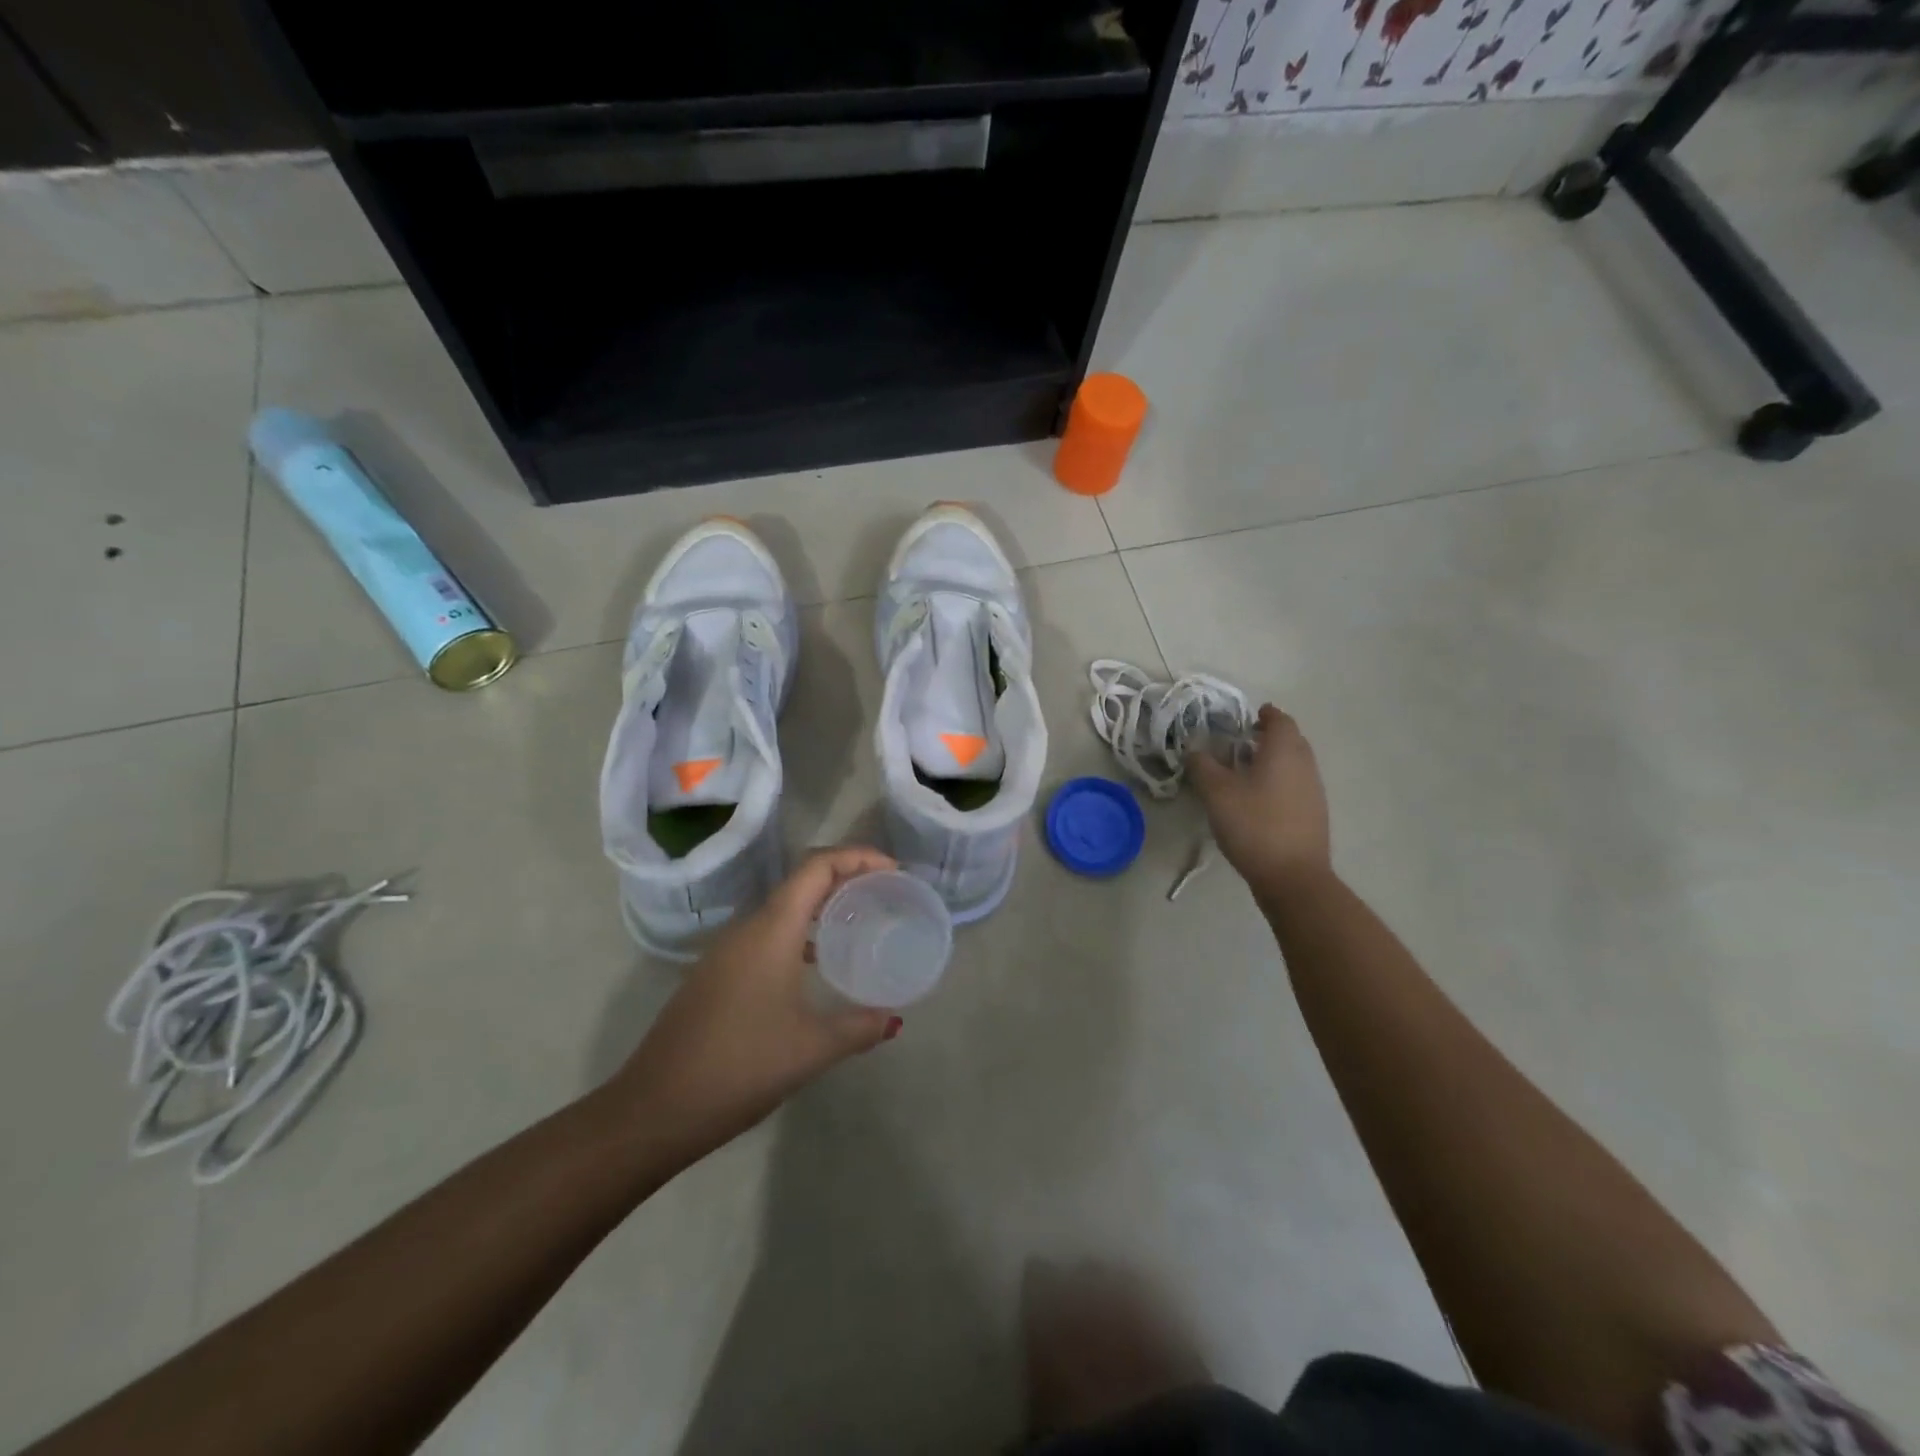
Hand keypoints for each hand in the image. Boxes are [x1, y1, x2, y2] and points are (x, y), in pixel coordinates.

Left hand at [606, 846, 901, 1166]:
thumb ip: (859, 1027)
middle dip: (845, 877)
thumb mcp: (812, 1048)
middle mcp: (747, 928)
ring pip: (782, 909)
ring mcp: (726, 951)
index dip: (857, 857)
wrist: (655, 1108)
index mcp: (771, 929)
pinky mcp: (717, 974)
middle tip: (884, 894)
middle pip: (801, 881)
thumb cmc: (740, 1066)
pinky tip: (815, 965)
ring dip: (821, 906)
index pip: (817, 867)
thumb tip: (893, 1019)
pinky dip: (799, 933)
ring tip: (857, 923)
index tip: (893, 871)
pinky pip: (767, 935)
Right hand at [1188, 705, 1331, 889]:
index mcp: (1284, 751)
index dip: (1264, 714)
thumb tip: (1194, 748)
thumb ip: (1202, 765)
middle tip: (1240, 742)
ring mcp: (1313, 791)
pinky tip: (1257, 800)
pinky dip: (1278, 782)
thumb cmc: (1254, 825)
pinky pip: (1295, 785)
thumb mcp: (1216, 792)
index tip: (1245, 717)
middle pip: (1290, 740)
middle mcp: (1305, 765)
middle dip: (1268, 736)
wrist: (1292, 876)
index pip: (1280, 719)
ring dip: (1273, 760)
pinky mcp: (1313, 815)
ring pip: (1294, 764)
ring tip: (1244, 771)